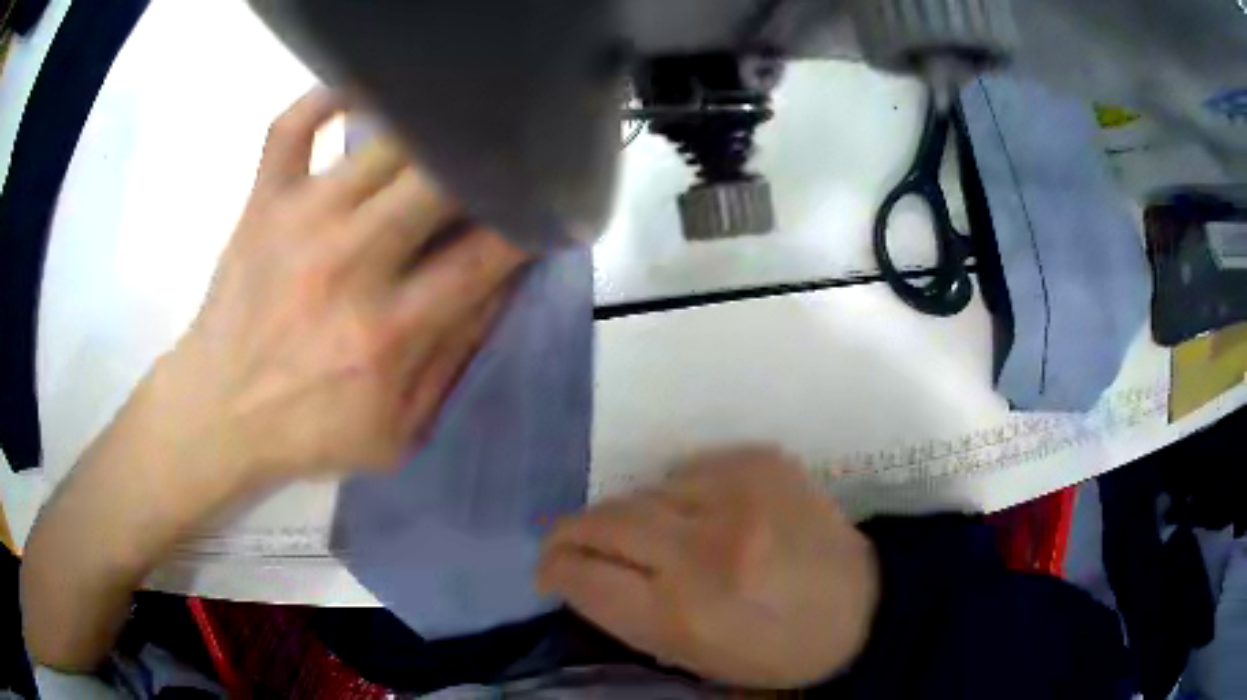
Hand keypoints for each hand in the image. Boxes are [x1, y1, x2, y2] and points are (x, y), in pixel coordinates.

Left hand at [161, 89, 527, 484]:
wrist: (217, 415)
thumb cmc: (307, 431)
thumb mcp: (398, 431)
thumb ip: (454, 359)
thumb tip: (501, 284)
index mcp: (388, 333)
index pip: (487, 254)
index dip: (530, 223)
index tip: (545, 208)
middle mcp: (350, 264)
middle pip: (442, 181)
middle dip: (486, 166)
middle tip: (500, 165)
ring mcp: (301, 221)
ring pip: (385, 141)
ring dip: (431, 130)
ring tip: (450, 130)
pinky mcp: (264, 201)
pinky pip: (295, 123)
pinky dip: (330, 95)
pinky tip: (365, 92)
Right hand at [539, 448, 879, 688]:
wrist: (864, 605)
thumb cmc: (773, 651)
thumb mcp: (691, 657)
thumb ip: (622, 612)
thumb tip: (574, 570)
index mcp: (685, 613)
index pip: (583, 574)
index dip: (554, 567)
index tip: (549, 570)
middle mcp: (705, 547)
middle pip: (603, 520)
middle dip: (572, 533)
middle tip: (569, 545)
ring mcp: (737, 494)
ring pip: (643, 490)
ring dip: (634, 516)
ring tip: (658, 541)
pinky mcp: (760, 460)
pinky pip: (686, 469)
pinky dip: (679, 494)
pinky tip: (705, 516)